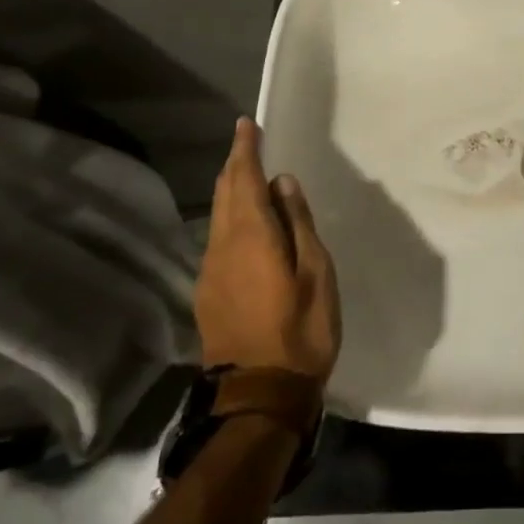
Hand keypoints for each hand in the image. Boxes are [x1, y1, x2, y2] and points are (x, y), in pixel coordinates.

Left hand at [195, 119, 340, 383]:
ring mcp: (210, 273)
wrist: (259, 398)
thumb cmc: (300, 331)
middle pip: (225, 194)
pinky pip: (217, 239)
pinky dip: (229, 217)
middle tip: (247, 143)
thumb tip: (283, 183)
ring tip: (249, 176)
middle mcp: (222, 247)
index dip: (245, 149)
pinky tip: (245, 225)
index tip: (246, 124)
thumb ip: (298, 223)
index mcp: (251, 236)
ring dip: (231, 190)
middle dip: (235, 165)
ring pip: (218, 217)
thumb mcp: (316, 272)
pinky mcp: (207, 295)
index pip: (244, 179)